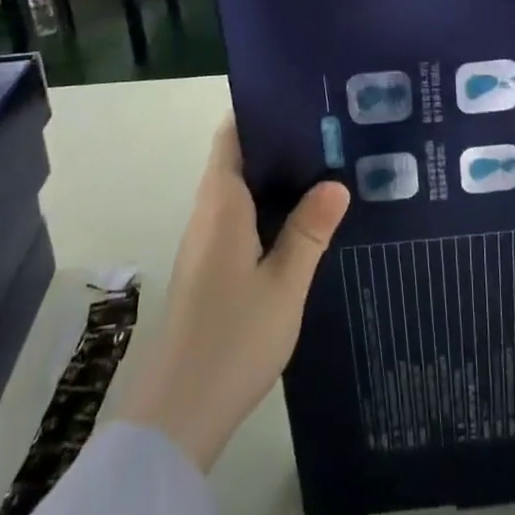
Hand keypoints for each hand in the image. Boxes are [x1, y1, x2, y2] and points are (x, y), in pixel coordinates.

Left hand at [120, 120, 349, 472]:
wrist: (178, 415)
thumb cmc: (233, 338)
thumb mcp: (285, 284)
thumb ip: (310, 230)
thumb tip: (336, 182)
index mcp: (222, 202)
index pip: (233, 134)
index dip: (261, 111)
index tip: (302, 99)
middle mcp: (208, 212)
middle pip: (239, 158)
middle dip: (279, 142)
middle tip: (330, 131)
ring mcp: (205, 242)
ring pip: (239, 190)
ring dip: (274, 177)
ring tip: (325, 166)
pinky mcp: (208, 268)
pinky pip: (238, 217)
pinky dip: (266, 207)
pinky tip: (300, 219)